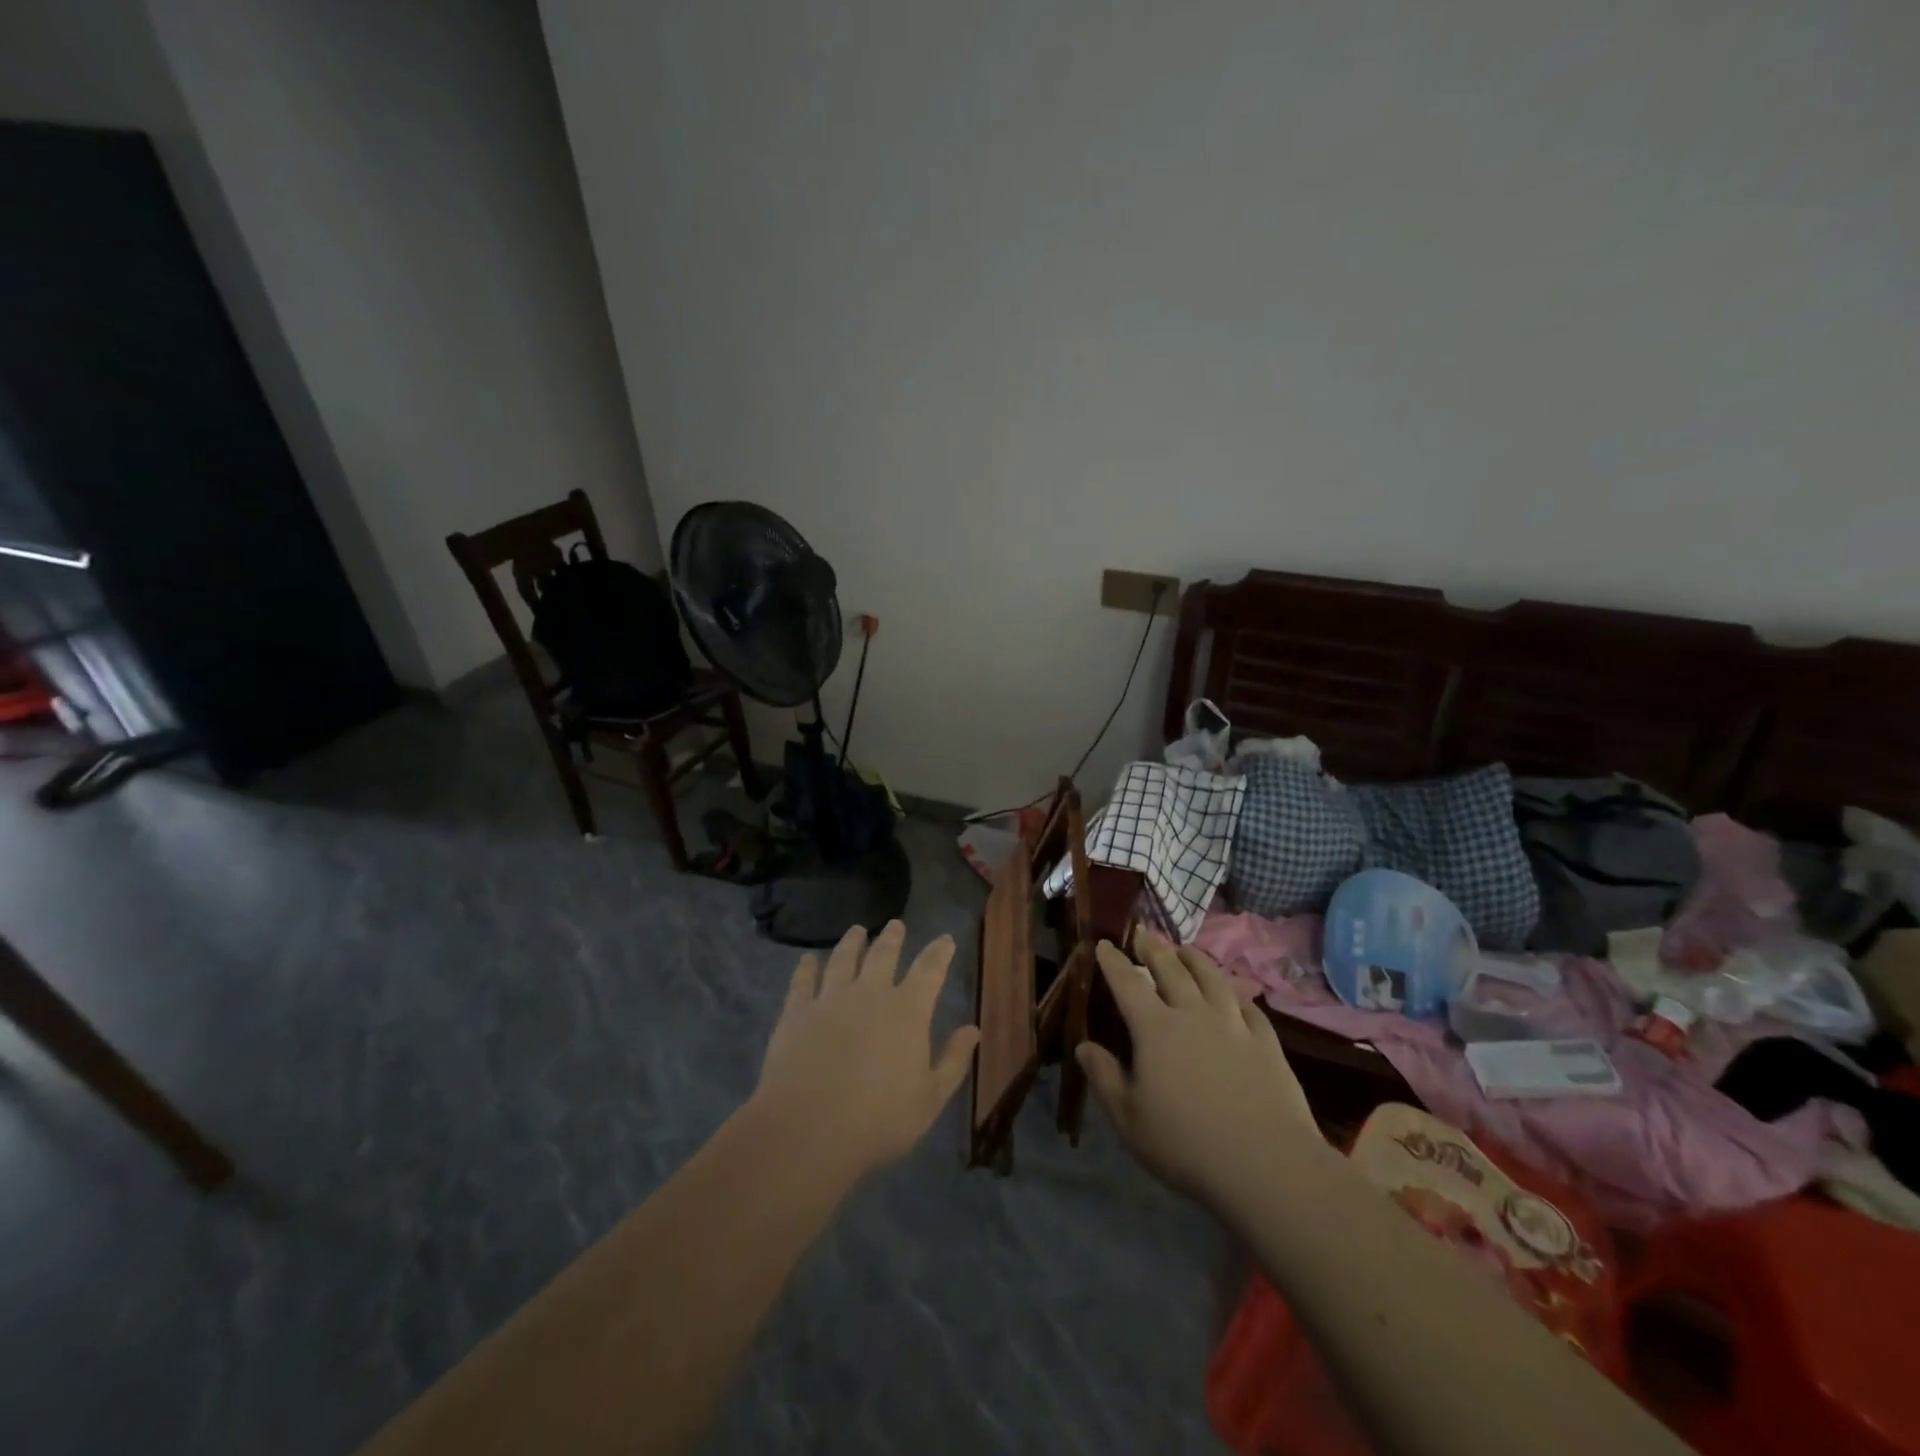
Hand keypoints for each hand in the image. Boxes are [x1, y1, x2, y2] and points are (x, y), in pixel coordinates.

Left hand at [753, 921, 980, 1179]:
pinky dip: (807, 967)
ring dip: (852, 943)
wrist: (809, 1128)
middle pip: (883, 956)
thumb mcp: (930, 1098)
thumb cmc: (878, 1120)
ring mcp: (830, 999)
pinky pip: (803, 980)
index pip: (929, 971)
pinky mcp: (797, 1011)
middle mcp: (870, 994)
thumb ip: (953, 1060)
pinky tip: (808, 959)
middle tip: (896, 924)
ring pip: (843, 960)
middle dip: (892, 938)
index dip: (939, 953)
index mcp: (907, 1012)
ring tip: (856, 931)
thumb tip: (973, 1029)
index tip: (945, 939)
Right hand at [1076, 931, 1323, 1213]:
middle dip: (1153, 949)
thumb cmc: (1186, 1145)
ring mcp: (1234, 1025)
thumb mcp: (1129, 1119)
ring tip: (1185, 949)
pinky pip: (1248, 1006)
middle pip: (1171, 970)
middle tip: (1143, 934)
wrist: (1267, 1166)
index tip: (1104, 943)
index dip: (1113, 961)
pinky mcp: (1267, 1042)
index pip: (1128, 983)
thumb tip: (1083, 1045)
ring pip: (1211, 979)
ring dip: (1194, 959)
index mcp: (1155, 1029)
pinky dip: (1236, 993)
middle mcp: (1193, 1014)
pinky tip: (1234, 993)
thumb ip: (1104, 1077)